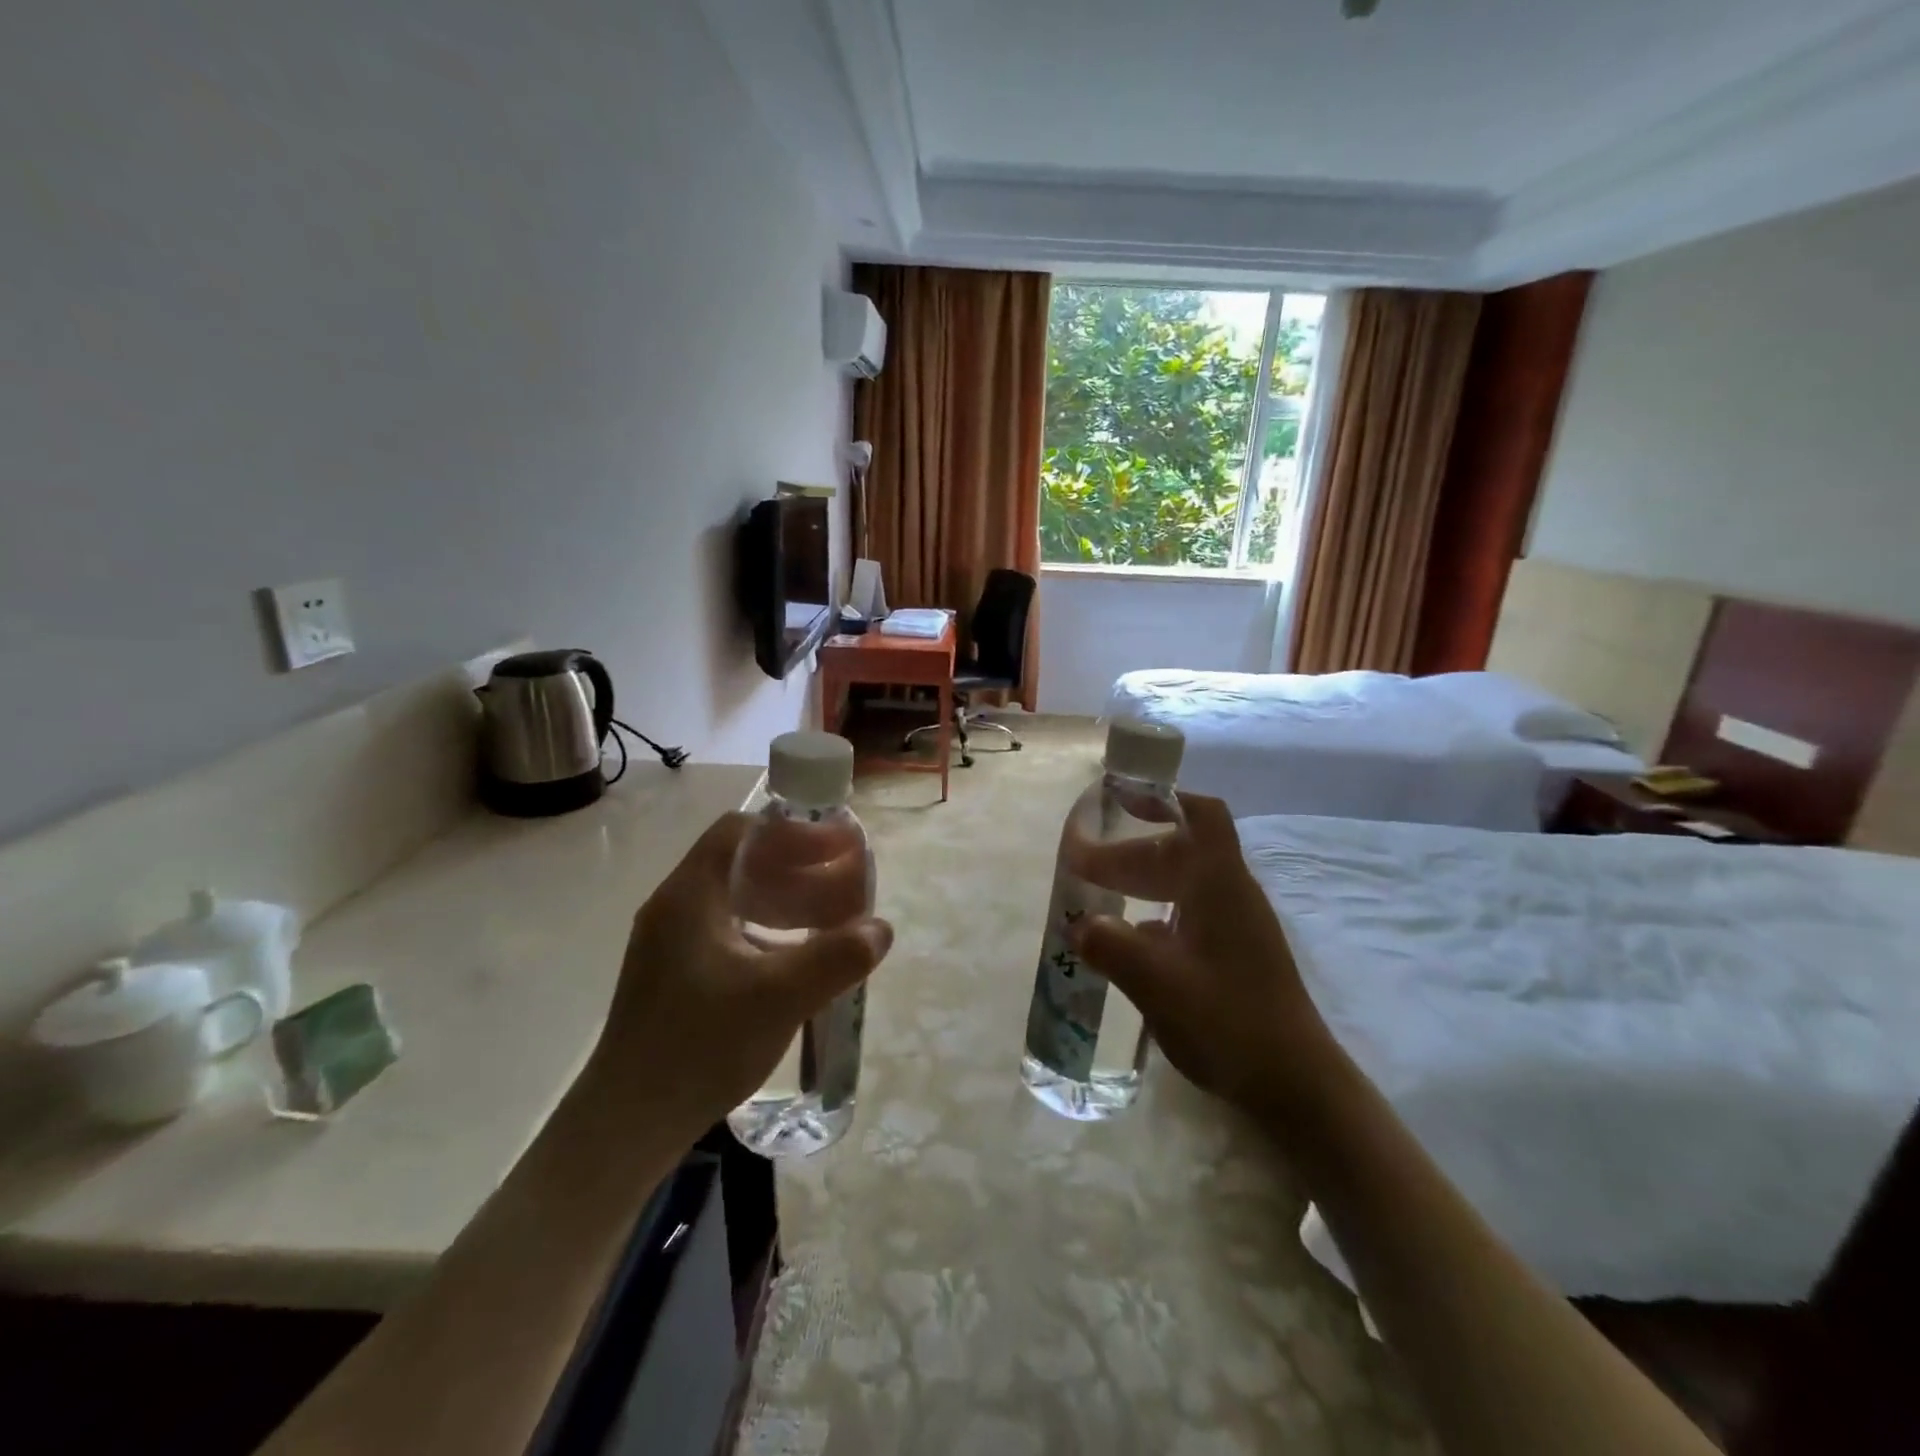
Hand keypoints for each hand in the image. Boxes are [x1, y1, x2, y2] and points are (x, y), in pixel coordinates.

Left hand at [590, 812, 892, 1144]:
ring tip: (828, 916)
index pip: (741, 831)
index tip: (837, 846)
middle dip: (797, 864)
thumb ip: (836, 957)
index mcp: (691, 895)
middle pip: (741, 861)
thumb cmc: (700, 1046)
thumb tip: (880, 929)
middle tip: (843, 881)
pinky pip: (728, 929)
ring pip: (735, 898)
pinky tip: (795, 957)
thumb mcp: (780, 998)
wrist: (627, 1125)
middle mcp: (676, 907)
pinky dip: (767, 928)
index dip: (793, 832)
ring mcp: (670, 942)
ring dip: (784, 897)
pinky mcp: (674, 974)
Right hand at [1068, 793, 1339, 1116]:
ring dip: (1139, 883)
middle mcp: (1231, 895)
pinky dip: (1152, 915)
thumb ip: (1111, 948)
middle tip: (1082, 868)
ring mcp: (1236, 927)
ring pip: (1182, 884)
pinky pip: (1187, 916)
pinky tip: (1126, 942)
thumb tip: (1077, 924)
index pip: (1201, 815)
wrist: (1297, 1086)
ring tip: (1096, 901)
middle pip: (1179, 850)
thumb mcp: (1159, 985)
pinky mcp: (1235, 956)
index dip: (1162, 798)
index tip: (1119, 799)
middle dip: (1128, 852)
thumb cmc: (1230, 1023)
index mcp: (1220, 886)